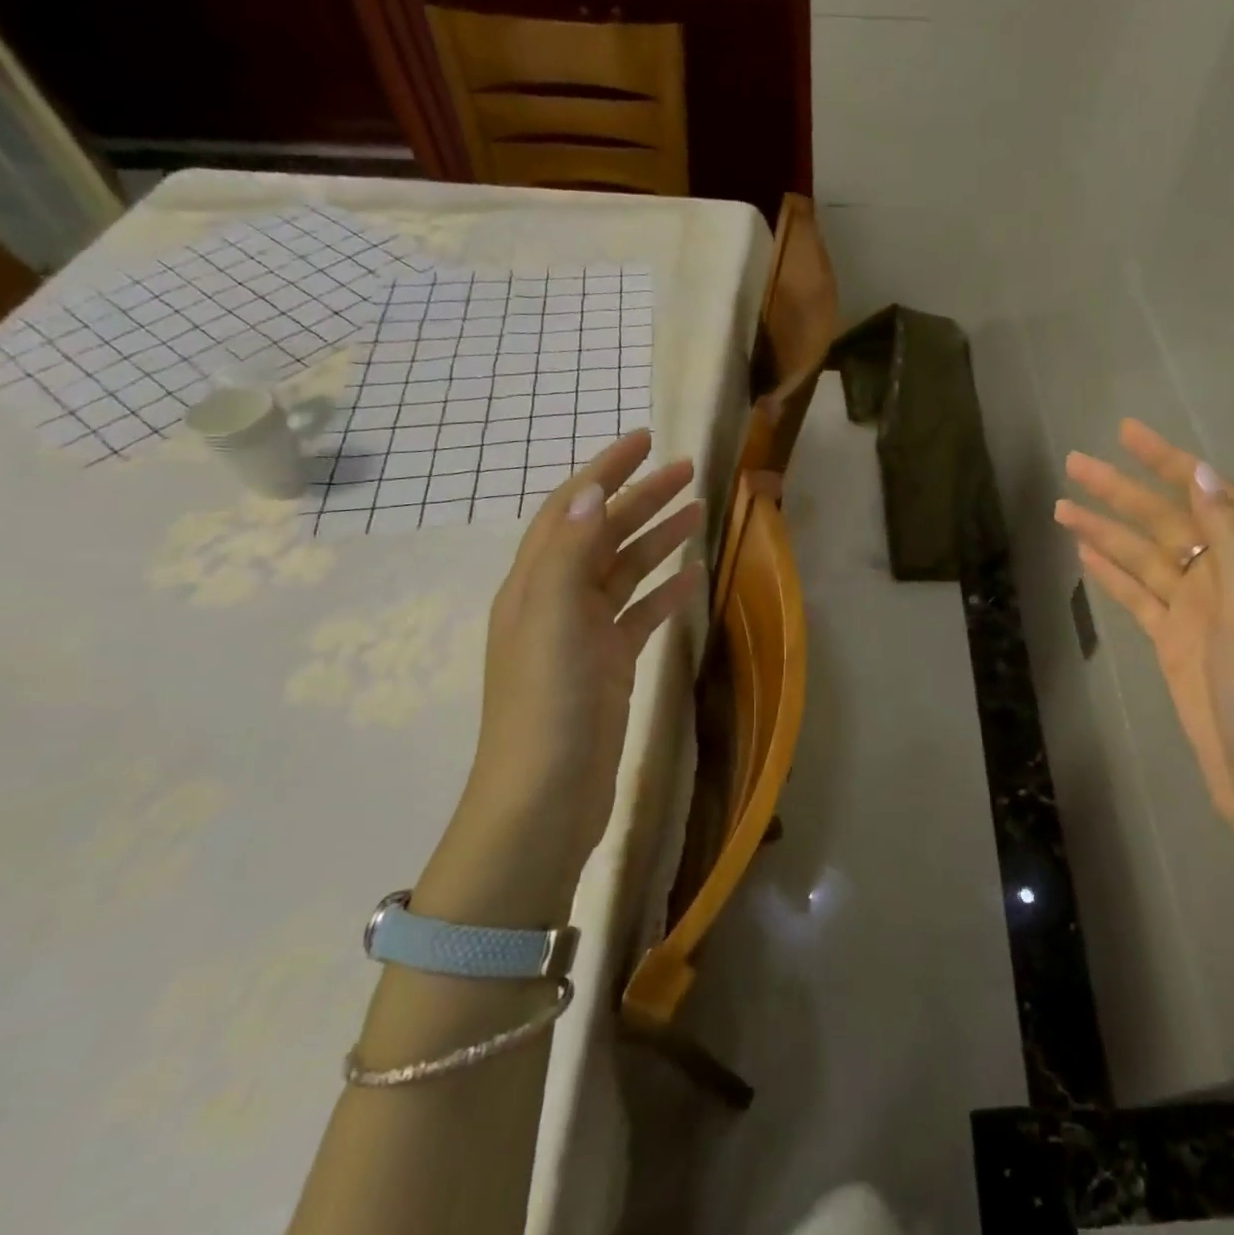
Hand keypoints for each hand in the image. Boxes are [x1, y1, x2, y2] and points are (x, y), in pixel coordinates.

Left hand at [417, 431, 704, 924]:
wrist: (545, 796)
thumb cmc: (547, 703)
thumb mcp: (552, 617)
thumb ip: (570, 550)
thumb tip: (595, 488)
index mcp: (535, 582)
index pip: (572, 508)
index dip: (606, 469)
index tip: (645, 439)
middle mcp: (556, 600)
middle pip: (604, 533)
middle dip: (642, 497)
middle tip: (689, 470)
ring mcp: (584, 635)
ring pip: (625, 571)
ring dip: (658, 538)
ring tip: (698, 513)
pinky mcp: (610, 666)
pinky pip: (640, 614)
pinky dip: (664, 591)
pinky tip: (692, 578)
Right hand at [1054, 419, 1233, 834]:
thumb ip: (1232, 544)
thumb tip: (1203, 475)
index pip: (1206, 495)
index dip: (1168, 461)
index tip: (1127, 433)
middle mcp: (1224, 579)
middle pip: (1164, 521)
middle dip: (1121, 491)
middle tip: (1075, 464)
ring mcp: (1196, 612)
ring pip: (1143, 557)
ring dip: (1106, 530)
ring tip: (1063, 507)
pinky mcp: (1173, 643)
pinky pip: (1137, 596)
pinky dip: (1111, 573)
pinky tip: (1086, 554)